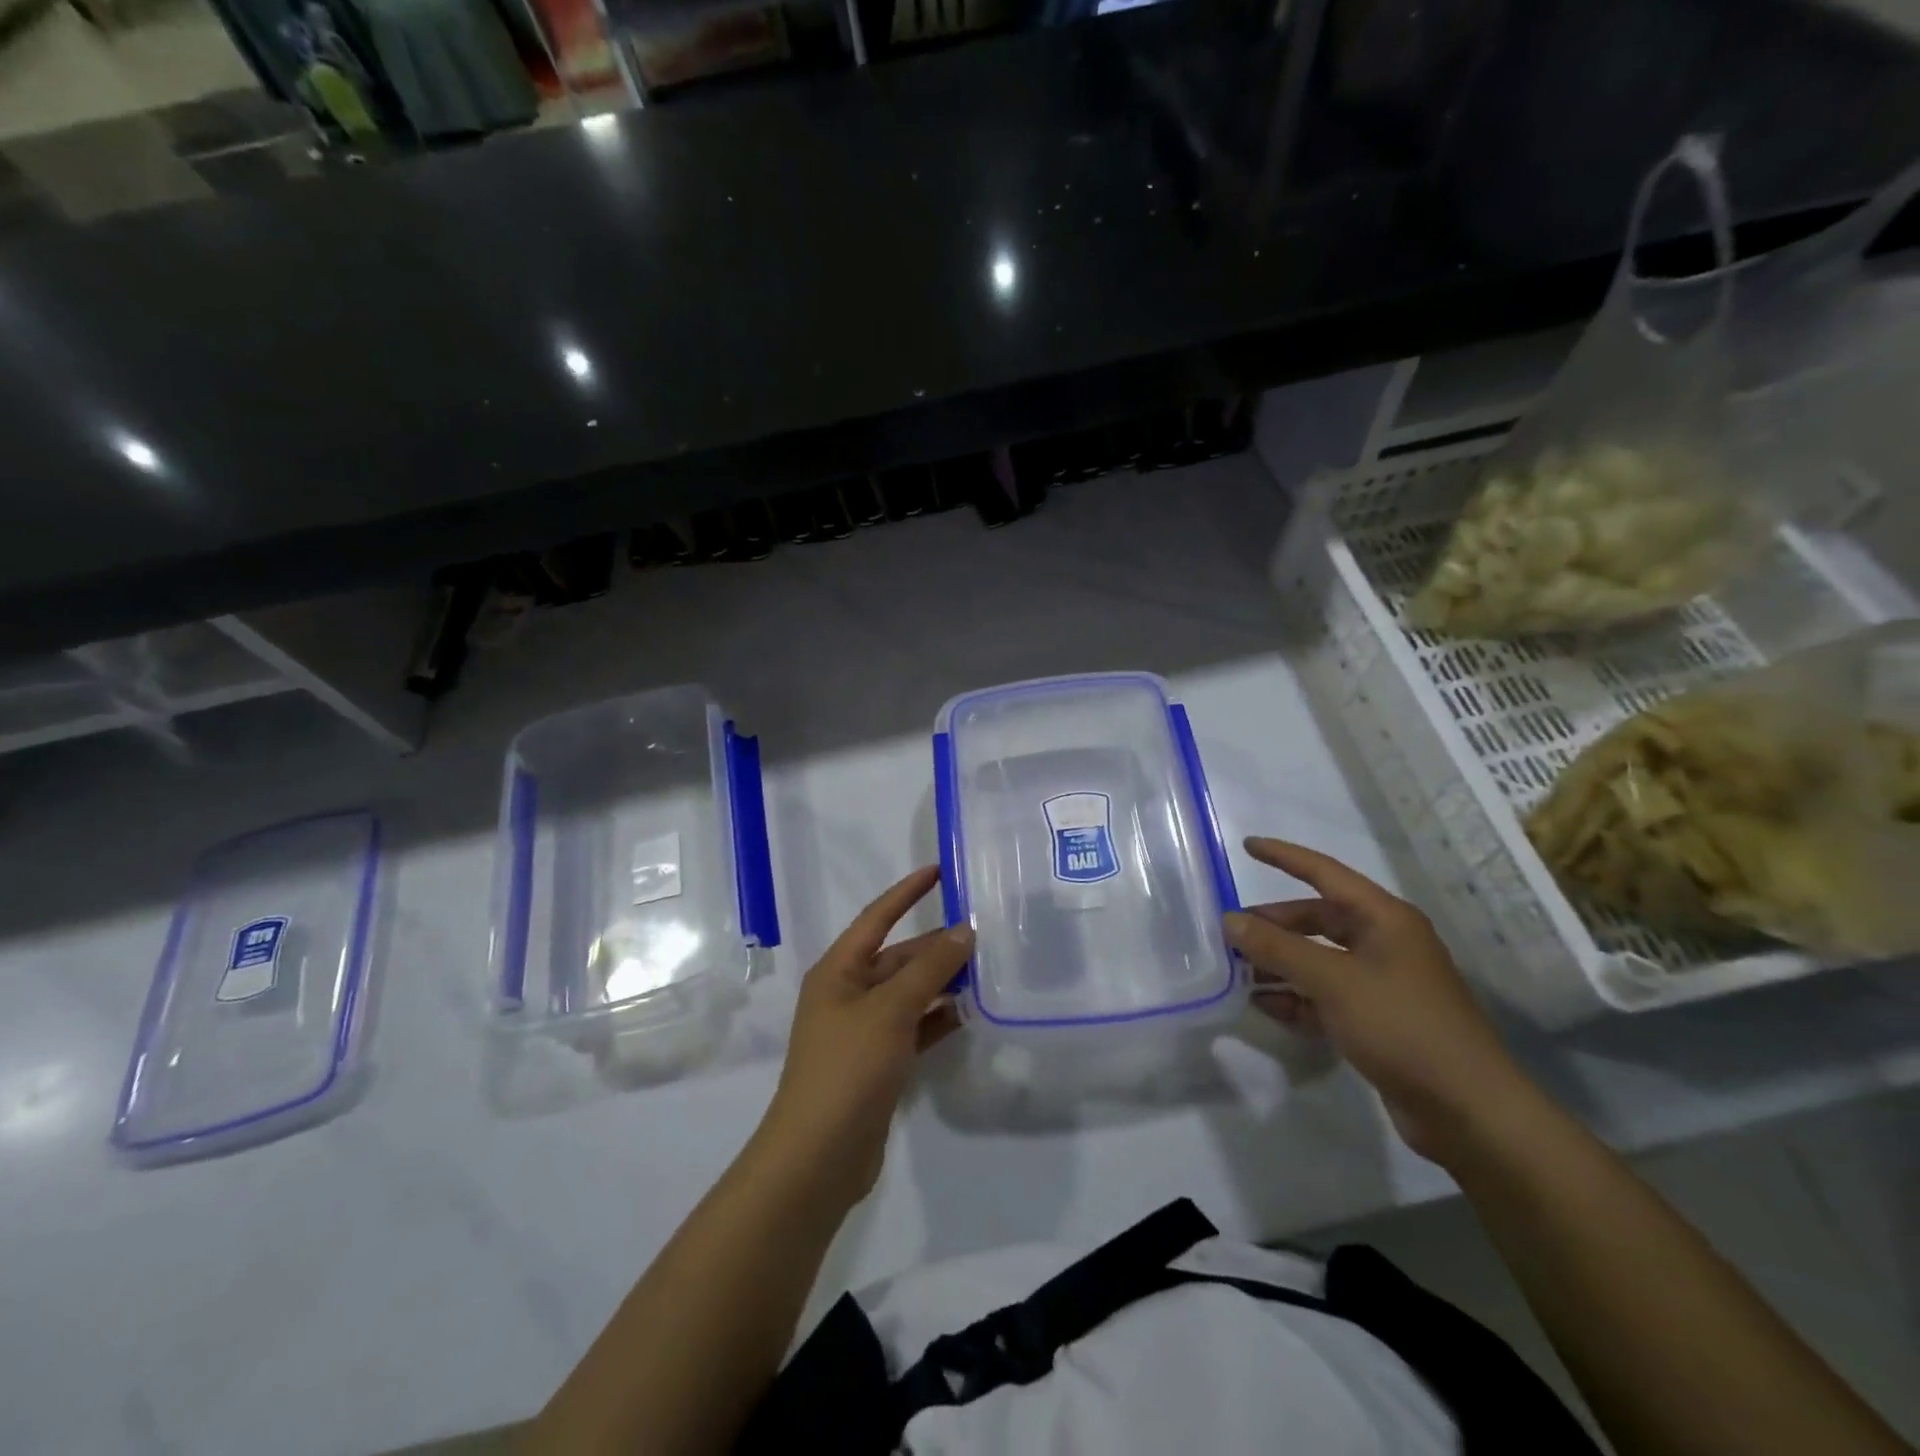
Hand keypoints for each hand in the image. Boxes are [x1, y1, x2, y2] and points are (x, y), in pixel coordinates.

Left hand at [757, 866, 972, 1204]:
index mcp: (838, 971)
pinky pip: (914, 1027)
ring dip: (942, 982)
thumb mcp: (891, 1009)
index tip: (939, 871)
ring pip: (909, 993)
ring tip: (987, 970)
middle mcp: (848, 994)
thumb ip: (929, 969)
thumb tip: (963, 931)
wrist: (820, 1156)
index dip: (906, 892)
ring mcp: (863, 1030)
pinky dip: (938, 1018)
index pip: (876, 917)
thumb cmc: (848, 1067)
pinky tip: (971, 1014)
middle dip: (936, 946)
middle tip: (984, 934)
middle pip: (898, 958)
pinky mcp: (878, 1063)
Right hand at [1224, 837, 1533, 1164]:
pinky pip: (1325, 996)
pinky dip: (1296, 998)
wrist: (1468, 1111)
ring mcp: (1381, 984)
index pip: (1325, 874)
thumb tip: (1230, 920)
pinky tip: (1264, 1006)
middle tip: (1230, 934)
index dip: (1285, 857)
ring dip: (1279, 964)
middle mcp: (1384, 943)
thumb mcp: (1333, 981)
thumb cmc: (1402, 1026)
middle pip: (1317, 920)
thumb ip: (1278, 948)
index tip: (1246, 846)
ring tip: (1237, 972)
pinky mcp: (1376, 1021)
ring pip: (1318, 960)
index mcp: (1384, 919)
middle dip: (1274, 926)